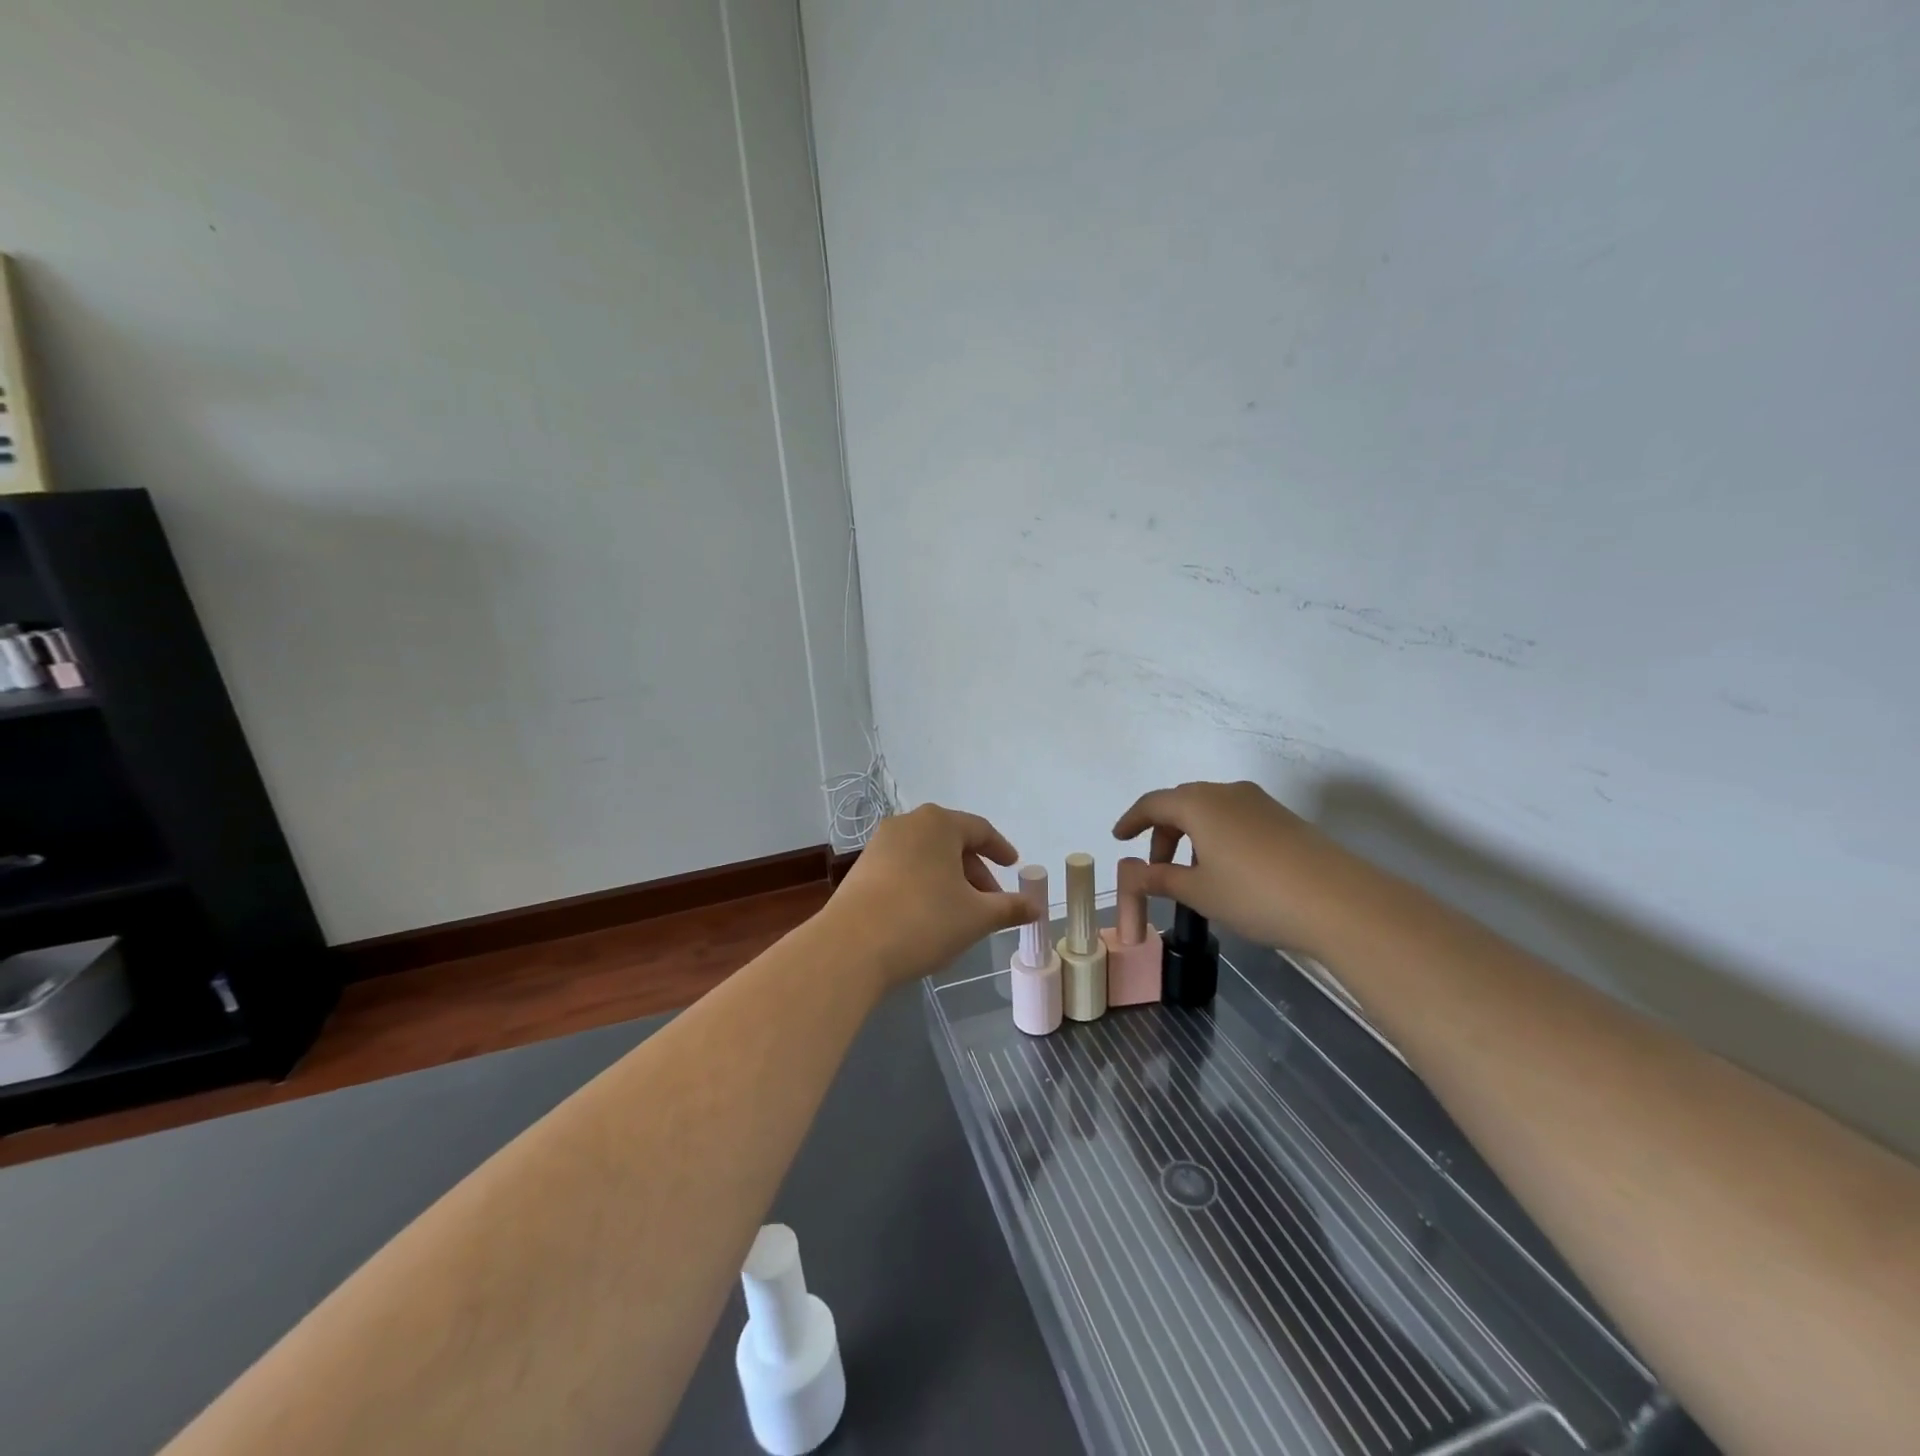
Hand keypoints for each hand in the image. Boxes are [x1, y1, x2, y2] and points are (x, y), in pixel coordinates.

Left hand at [826, 805, 1033, 987]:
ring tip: (961, 912)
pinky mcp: (861, 869)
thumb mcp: (977, 917)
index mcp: (939, 823)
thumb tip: (1036, 907)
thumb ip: (1010, 908)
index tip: (1015, 867)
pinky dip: (924, 885)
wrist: (851, 947)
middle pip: (952, 842)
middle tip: (991, 901)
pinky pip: (904, 869)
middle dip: (975, 871)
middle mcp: (908, 824)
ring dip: (949, 880)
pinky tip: (928, 916)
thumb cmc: (924, 920)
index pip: (980, 830)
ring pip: (927, 857)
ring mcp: (880, 845)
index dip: (1001, 850)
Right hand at [1113, 780, 1343, 953]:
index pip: (1152, 804)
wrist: (1339, 901)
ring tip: (1192, 873)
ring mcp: (1259, 802)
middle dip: (1163, 832)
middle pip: (1182, 804)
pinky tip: (1227, 869)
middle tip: (1156, 866)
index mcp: (1198, 804)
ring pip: (1211, 810)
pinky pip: (1236, 818)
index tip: (1119, 838)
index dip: (1132, 821)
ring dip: (1192, 835)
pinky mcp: (1284, 818)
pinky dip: (1218, 837)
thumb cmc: (1254, 894)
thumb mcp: (1198, 891)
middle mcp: (1226, 792)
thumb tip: (1131, 873)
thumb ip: (1159, 878)